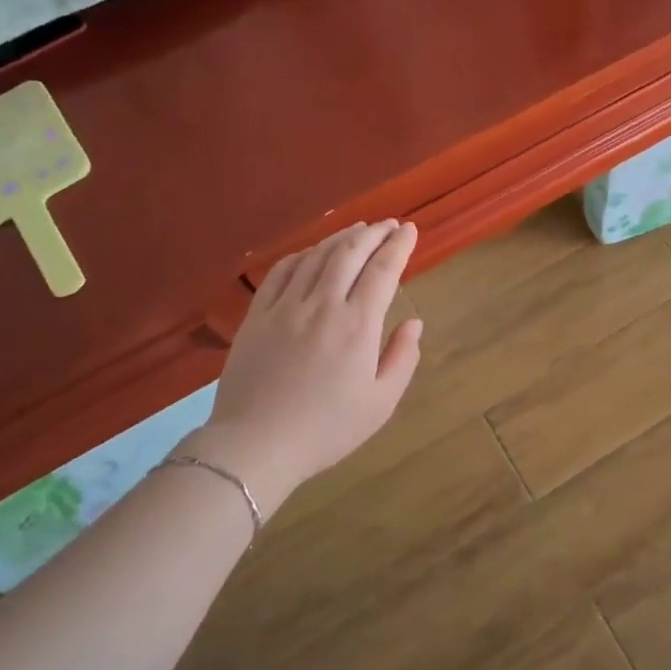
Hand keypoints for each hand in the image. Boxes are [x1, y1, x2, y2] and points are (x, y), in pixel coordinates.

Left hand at [183, 220, 422, 515]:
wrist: (256, 445)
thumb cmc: (326, 430)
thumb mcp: (380, 403)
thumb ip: (402, 358)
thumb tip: (414, 322)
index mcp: (356, 326)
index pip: (382, 270)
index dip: (398, 245)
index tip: (409, 229)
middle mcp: (322, 305)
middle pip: (349, 253)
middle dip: (373, 233)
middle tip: (388, 224)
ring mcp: (285, 306)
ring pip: (316, 256)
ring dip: (341, 237)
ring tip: (358, 229)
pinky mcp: (257, 315)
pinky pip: (281, 271)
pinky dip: (303, 254)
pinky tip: (313, 252)